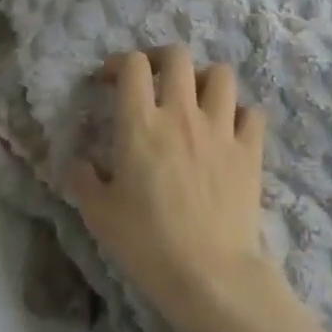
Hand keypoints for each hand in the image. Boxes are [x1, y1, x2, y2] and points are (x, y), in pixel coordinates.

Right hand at [67, 47, 274, 331]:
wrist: (209, 274)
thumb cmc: (146, 242)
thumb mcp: (98, 214)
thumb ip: (83, 180)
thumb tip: (79, 163)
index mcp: (139, 124)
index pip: (132, 66)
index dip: (119, 64)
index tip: (110, 81)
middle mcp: (181, 115)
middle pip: (178, 56)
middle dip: (161, 59)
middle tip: (152, 81)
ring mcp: (221, 130)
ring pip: (221, 75)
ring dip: (204, 80)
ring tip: (194, 101)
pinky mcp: (250, 151)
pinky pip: (252, 113)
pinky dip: (239, 115)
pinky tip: (228, 132)